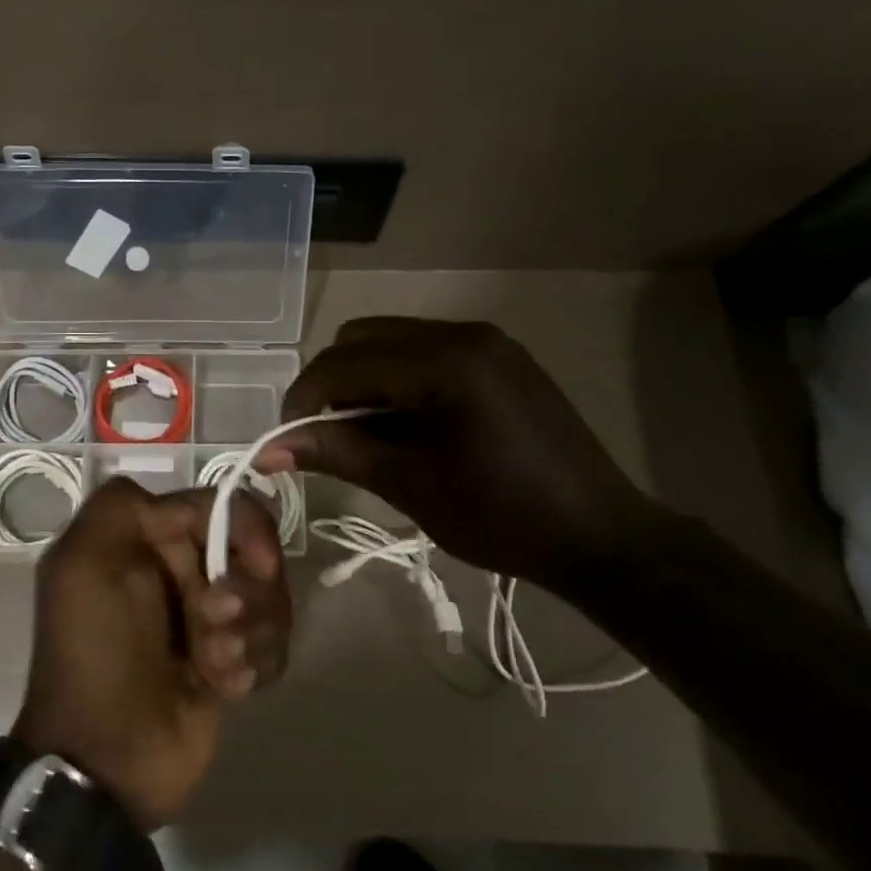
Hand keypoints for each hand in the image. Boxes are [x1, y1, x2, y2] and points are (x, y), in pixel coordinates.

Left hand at [13, 478, 289, 830]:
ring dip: (249, 633)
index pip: (220, 506)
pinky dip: (256, 663)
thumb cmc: (97, 651)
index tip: (261, 565)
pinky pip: (273, 642)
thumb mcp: (83, 563)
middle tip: (217, 627)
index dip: (247, 529)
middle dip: (246, 591)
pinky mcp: (233, 661)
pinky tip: (228, 688)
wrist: (107, 759)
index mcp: (149, 539)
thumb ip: (120, 505)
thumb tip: (178, 505)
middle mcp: (182, 569)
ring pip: (269, 598)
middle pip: (254, 551)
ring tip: (216, 666)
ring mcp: (211, 617)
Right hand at [260, 317, 665, 589]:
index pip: (344, 362)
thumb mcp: (410, 485)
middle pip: (362, 338)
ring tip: (366, 435)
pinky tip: (406, 425)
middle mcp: (464, 333)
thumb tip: (268, 449)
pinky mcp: (500, 357)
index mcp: (444, 361)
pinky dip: (398, 380)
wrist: (602, 537)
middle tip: (328, 438)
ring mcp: (486, 341)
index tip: (286, 442)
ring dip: (363, 381)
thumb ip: (337, 452)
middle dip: (332, 385)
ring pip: (391, 341)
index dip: (303, 399)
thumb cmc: (503, 517)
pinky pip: (425, 352)